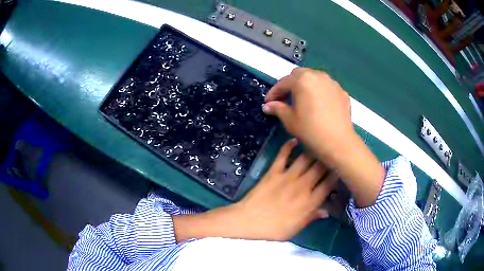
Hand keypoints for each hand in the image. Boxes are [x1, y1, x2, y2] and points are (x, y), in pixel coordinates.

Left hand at [173, 139, 337, 241]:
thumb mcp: (295, 229)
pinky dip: (289, 146)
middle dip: (329, 159)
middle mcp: (302, 187)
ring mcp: (287, 177)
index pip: (329, 185)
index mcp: (309, 202)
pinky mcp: (273, 172)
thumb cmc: (272, 229)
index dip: (338, 174)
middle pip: (321, 168)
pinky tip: (295, 139)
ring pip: (306, 159)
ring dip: (314, 150)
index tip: (342, 168)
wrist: (247, 221)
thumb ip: (311, 218)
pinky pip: (283, 155)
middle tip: (334, 152)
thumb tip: (327, 211)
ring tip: (320, 143)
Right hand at [263, 68, 384, 206]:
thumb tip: (267, 106)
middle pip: (299, 75)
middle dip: (290, 85)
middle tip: (285, 99)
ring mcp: (332, 83)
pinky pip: (327, 87)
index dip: (274, 93)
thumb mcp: (290, 120)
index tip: (268, 103)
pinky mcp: (342, 92)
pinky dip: (319, 91)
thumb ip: (278, 108)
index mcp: (302, 80)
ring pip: (314, 79)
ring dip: (305, 86)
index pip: (283, 82)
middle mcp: (318, 76)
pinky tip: (319, 105)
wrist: (339, 143)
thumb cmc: (311, 131)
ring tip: (302, 100)